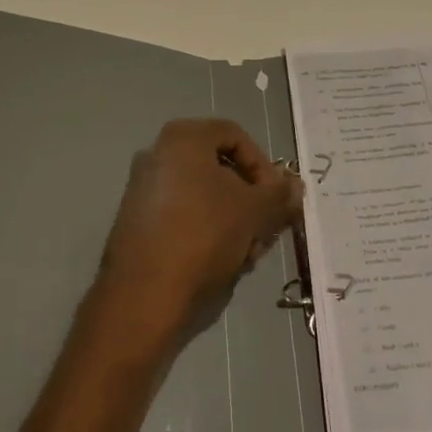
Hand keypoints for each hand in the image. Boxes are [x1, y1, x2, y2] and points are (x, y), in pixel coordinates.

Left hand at [95, 119, 301, 348]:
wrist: (143, 295)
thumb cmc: (204, 236)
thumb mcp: (255, 211)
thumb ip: (279, 193)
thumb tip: (294, 186)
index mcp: (182, 138)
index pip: (236, 136)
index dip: (264, 166)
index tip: (276, 198)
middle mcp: (157, 154)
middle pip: (219, 169)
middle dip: (250, 200)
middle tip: (266, 230)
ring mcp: (143, 189)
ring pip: (203, 196)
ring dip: (233, 220)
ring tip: (248, 253)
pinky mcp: (136, 222)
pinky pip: (182, 216)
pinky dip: (207, 232)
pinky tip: (222, 262)